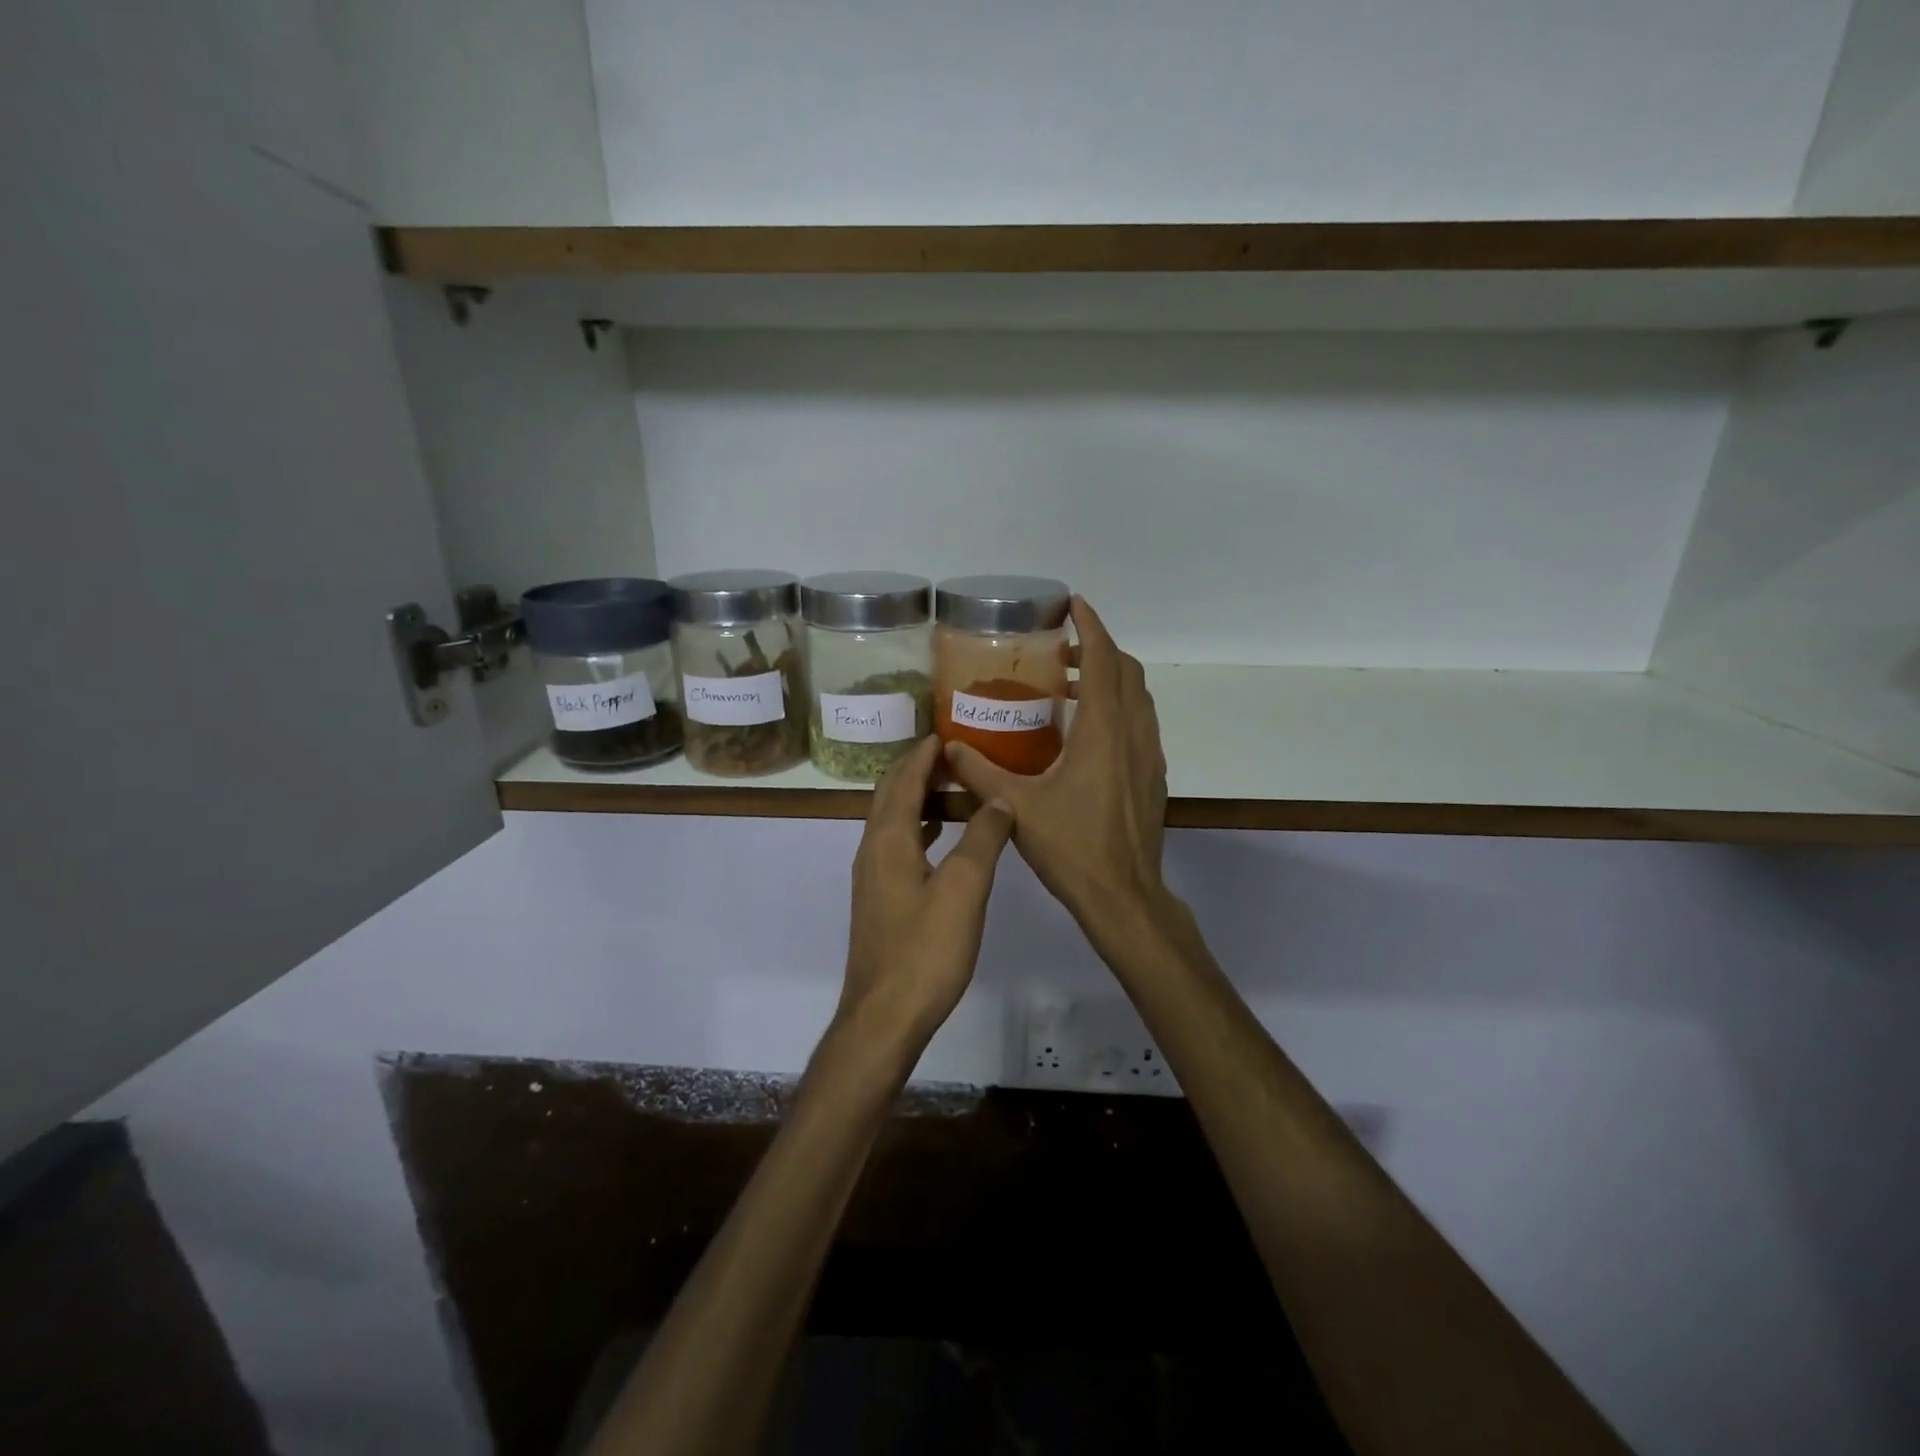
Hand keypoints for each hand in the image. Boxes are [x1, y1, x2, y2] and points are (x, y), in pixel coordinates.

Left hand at [839, 735, 1015, 1056]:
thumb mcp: (964, 889)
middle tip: (953, 753)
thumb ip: (982, 838)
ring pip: (893, 821)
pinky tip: (942, 838)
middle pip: (890, 795)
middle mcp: (873, 850)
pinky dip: (919, 828)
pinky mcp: (880, 900)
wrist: (885, 1016)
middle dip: (917, 769)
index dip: (923, 754)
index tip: (946, 732)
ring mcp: (873, 877)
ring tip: (953, 787)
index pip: (903, 779)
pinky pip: (898, 846)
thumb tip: (999, 800)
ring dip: (918, 798)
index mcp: (888, 839)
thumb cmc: (925, 950)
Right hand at [944, 597, 1169, 947]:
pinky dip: (1118, 707)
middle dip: (1098, 649)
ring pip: (1137, 698)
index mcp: (1102, 732)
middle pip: (1126, 672)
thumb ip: (979, 773)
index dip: (1091, 626)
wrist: (1124, 894)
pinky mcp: (1153, 775)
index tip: (1074, 603)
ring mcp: (1149, 755)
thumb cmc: (1072, 847)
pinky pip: (1140, 723)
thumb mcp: (1017, 807)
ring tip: (1069, 685)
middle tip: (1060, 650)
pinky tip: (1086, 732)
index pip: (1103, 660)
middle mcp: (1133, 734)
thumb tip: (947, 748)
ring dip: (1109, 679)